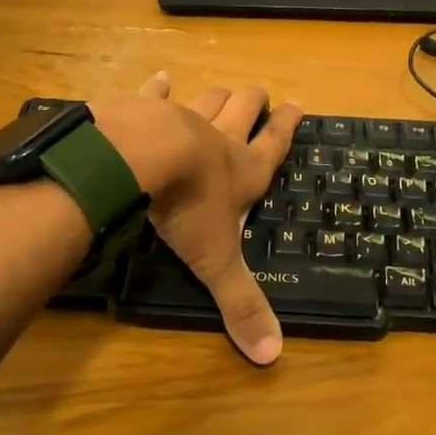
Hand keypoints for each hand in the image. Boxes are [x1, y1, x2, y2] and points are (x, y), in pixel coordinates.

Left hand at [90, 75, 301, 365]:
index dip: (288, 125)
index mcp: (242, 170)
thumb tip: (272, 356)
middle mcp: (218, 139)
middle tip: (261, 95)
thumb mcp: (216, 261)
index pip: (275, 144)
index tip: (298, 104)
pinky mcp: (144, 108)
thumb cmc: (186, 208)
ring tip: (223, 91)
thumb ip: (241, 304)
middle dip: (255, 102)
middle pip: (245, 109)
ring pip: (208, 98)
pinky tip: (162, 78)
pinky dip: (159, 86)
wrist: (137, 160)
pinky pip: (155, 92)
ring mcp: (181, 117)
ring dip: (217, 95)